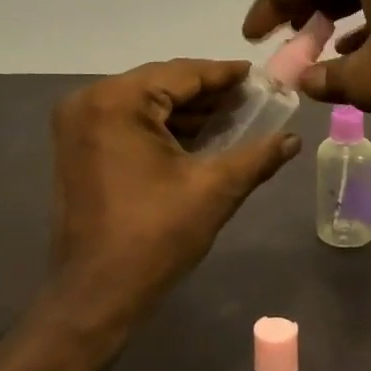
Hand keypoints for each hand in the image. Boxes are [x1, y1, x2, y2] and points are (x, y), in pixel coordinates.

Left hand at [50, 60, 299, 319]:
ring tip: (232, 115)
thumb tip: (293, 139)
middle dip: (207, 92)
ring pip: (144, 102)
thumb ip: (258, 156)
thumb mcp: (214, 190)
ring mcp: (77, 124)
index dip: (225, 74)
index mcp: (117, 101)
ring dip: (186, 109)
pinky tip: (198, 135)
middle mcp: (89, 101)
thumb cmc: (154, 237)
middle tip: (250, 97)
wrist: (95, 296)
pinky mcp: (77, 147)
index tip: (258, 74)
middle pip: (161, 83)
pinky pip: (127, 120)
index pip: (182, 74)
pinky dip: (162, 125)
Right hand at [243, 0, 370, 131]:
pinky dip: (368, 21)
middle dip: (303, 8)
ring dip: (335, 16)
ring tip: (317, 49)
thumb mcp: (368, 80)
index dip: (271, 2)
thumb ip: (323, 77)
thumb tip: (301, 80)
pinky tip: (361, 53)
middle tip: (284, 41)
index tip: (253, 37)